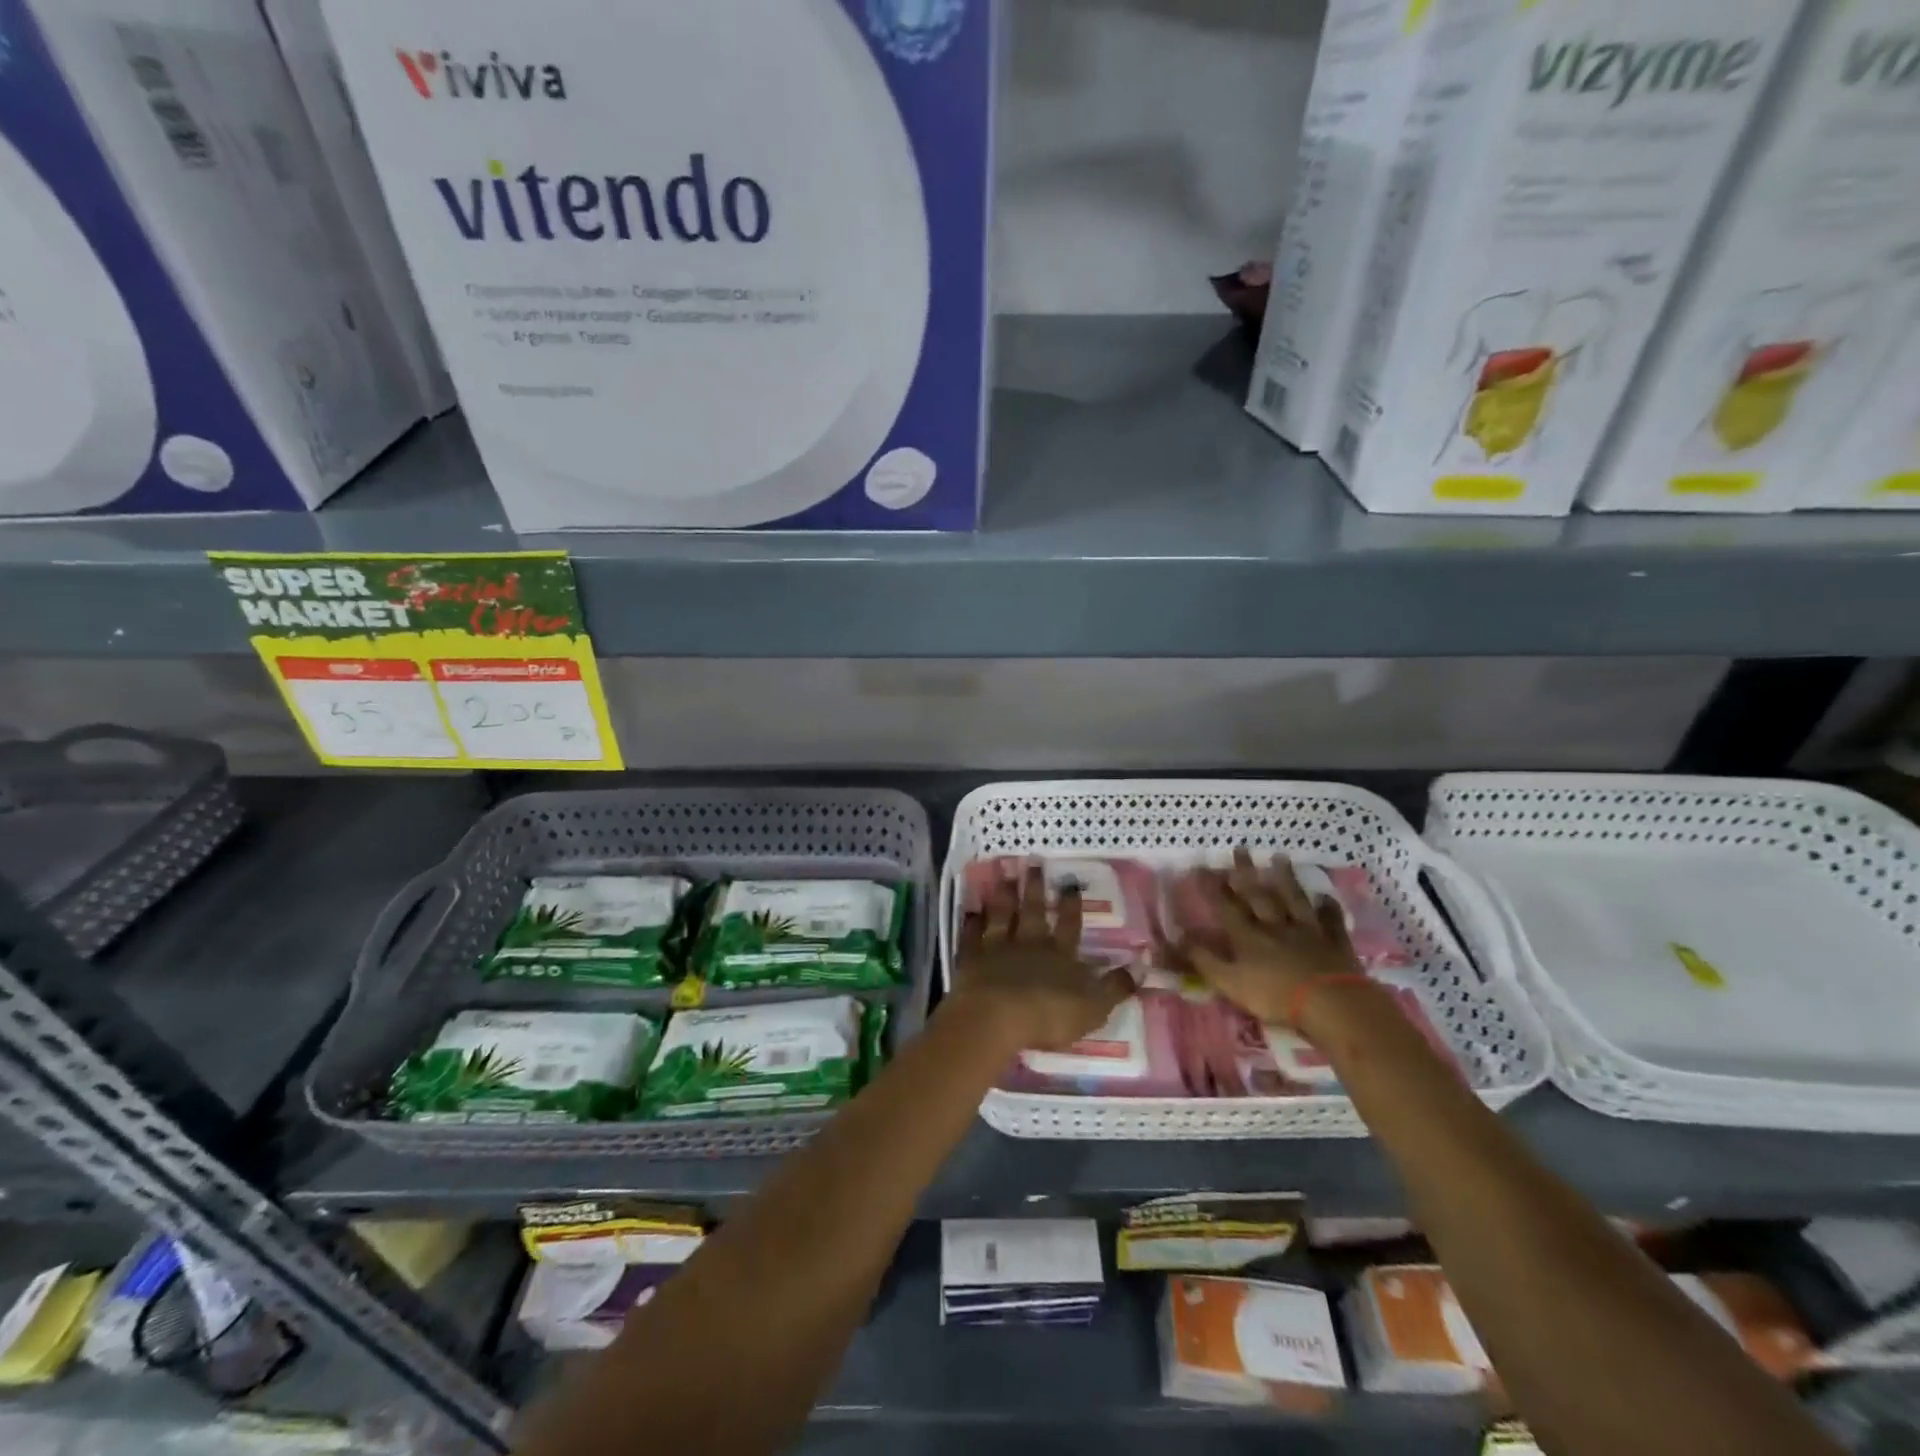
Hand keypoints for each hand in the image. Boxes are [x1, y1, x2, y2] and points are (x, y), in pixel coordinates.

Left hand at [947, 865, 1134, 1052]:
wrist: (996, 1017)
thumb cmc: (1049, 1014)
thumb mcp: (1094, 1006)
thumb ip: (1116, 987)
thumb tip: (1141, 967)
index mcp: (1061, 955)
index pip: (1069, 925)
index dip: (1071, 905)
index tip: (1070, 883)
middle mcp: (1030, 944)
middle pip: (1033, 911)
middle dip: (1034, 887)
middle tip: (1032, 862)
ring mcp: (998, 948)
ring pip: (1002, 915)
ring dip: (1004, 895)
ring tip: (1005, 875)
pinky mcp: (971, 959)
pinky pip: (971, 936)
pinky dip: (972, 923)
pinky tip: (971, 910)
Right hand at [1170, 849, 1365, 1028]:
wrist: (1330, 1004)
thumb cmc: (1275, 996)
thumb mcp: (1229, 983)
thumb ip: (1203, 960)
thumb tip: (1178, 937)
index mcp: (1248, 937)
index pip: (1226, 906)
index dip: (1212, 887)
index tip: (1202, 867)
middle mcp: (1275, 926)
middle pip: (1258, 895)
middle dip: (1246, 872)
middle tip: (1240, 848)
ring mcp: (1307, 931)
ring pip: (1294, 899)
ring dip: (1286, 878)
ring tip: (1279, 857)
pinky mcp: (1334, 942)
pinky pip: (1331, 920)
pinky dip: (1328, 907)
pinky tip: (1326, 895)